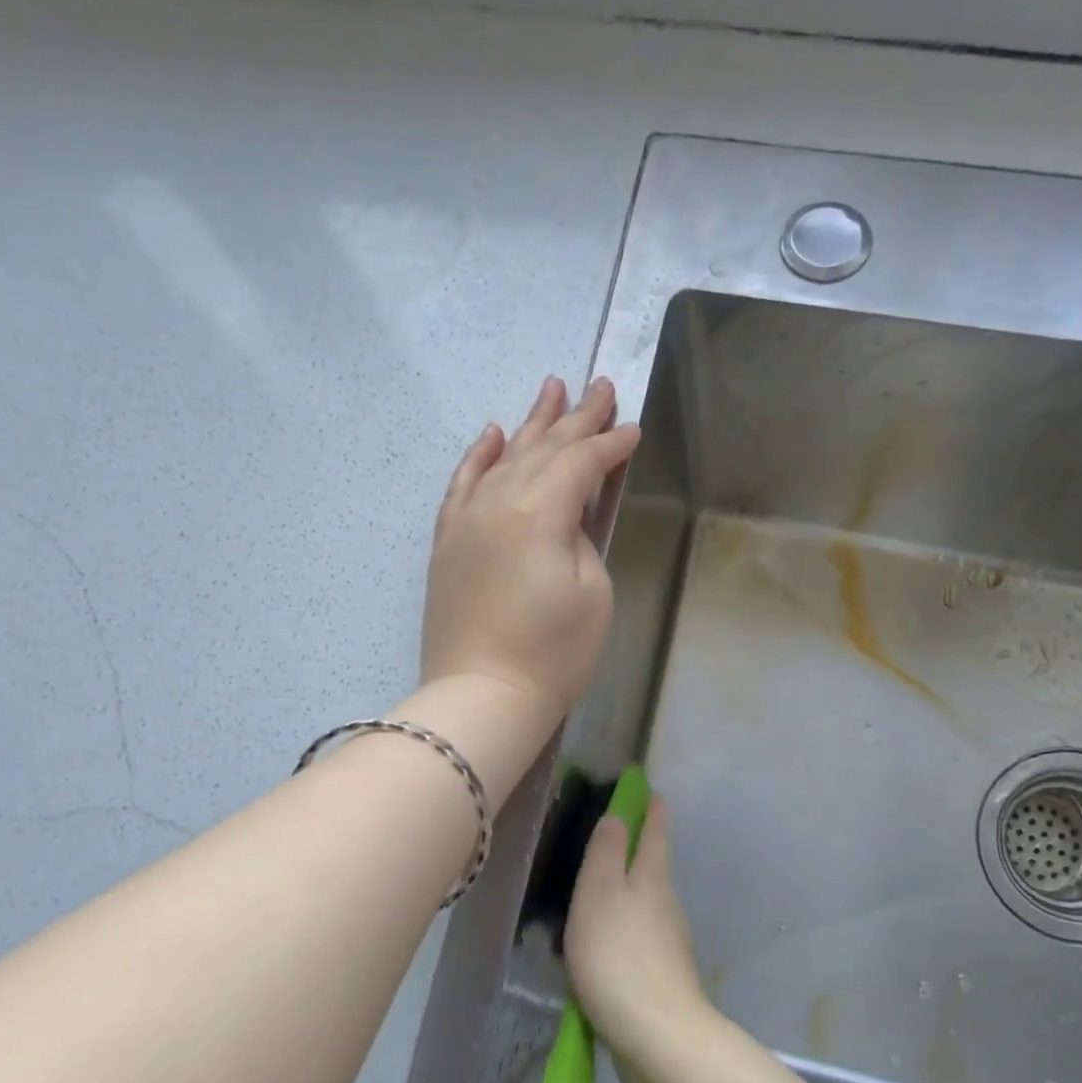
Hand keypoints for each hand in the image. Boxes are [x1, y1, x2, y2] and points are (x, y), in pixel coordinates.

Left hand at [422, 377, 640, 721]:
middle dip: (576, 419)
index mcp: (539, 512)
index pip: (580, 464)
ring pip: (503, 458)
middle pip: (543, 450)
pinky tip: (493, 433)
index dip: (611, 445)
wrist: (482, 696)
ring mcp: (466, 520)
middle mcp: (498, 502)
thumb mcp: (593, 592)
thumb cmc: (552, 654)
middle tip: (600, 386)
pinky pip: (462, 485)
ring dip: (531, 424)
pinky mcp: (448, 542)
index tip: (633, 429)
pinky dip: (479, 456)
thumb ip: (582, 536)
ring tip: (552, 388)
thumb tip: (570, 512)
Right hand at [565, 796, 714, 1058]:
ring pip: (648, 906)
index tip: (654, 793)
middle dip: (642, 852)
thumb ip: (605, 854)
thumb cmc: (620, 956)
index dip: (653, 813)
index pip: (655, 835)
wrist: (659, 1037)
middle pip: (654, 869)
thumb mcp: (599, 895)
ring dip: (630, 894)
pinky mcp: (663, 978)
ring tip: (602, 894)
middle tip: (619, 839)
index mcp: (652, 879)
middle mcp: (667, 905)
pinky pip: (641, 939)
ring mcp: (669, 944)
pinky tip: (607, 946)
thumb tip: (618, 816)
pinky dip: (626, 932)